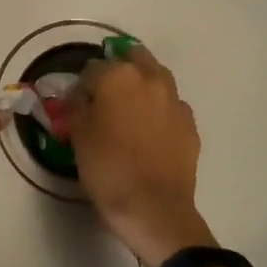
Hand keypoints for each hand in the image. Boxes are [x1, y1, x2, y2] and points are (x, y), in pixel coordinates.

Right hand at [68, 45, 212, 266]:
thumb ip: (76, 108)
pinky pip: (171, 106)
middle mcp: (150, 79)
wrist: (154, 208)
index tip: (76, 103)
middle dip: (118, 70)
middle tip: (106, 95)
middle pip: (132, 58)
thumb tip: (77, 96)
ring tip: (130, 109)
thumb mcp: (79, 136)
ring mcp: (175, 100)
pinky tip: (151, 131)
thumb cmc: (108, 168)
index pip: (92, 68)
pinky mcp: (190, 124)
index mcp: (118, 76)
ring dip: (142, 85)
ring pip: (156, 78)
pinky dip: (160, 110)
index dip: (81, 85)